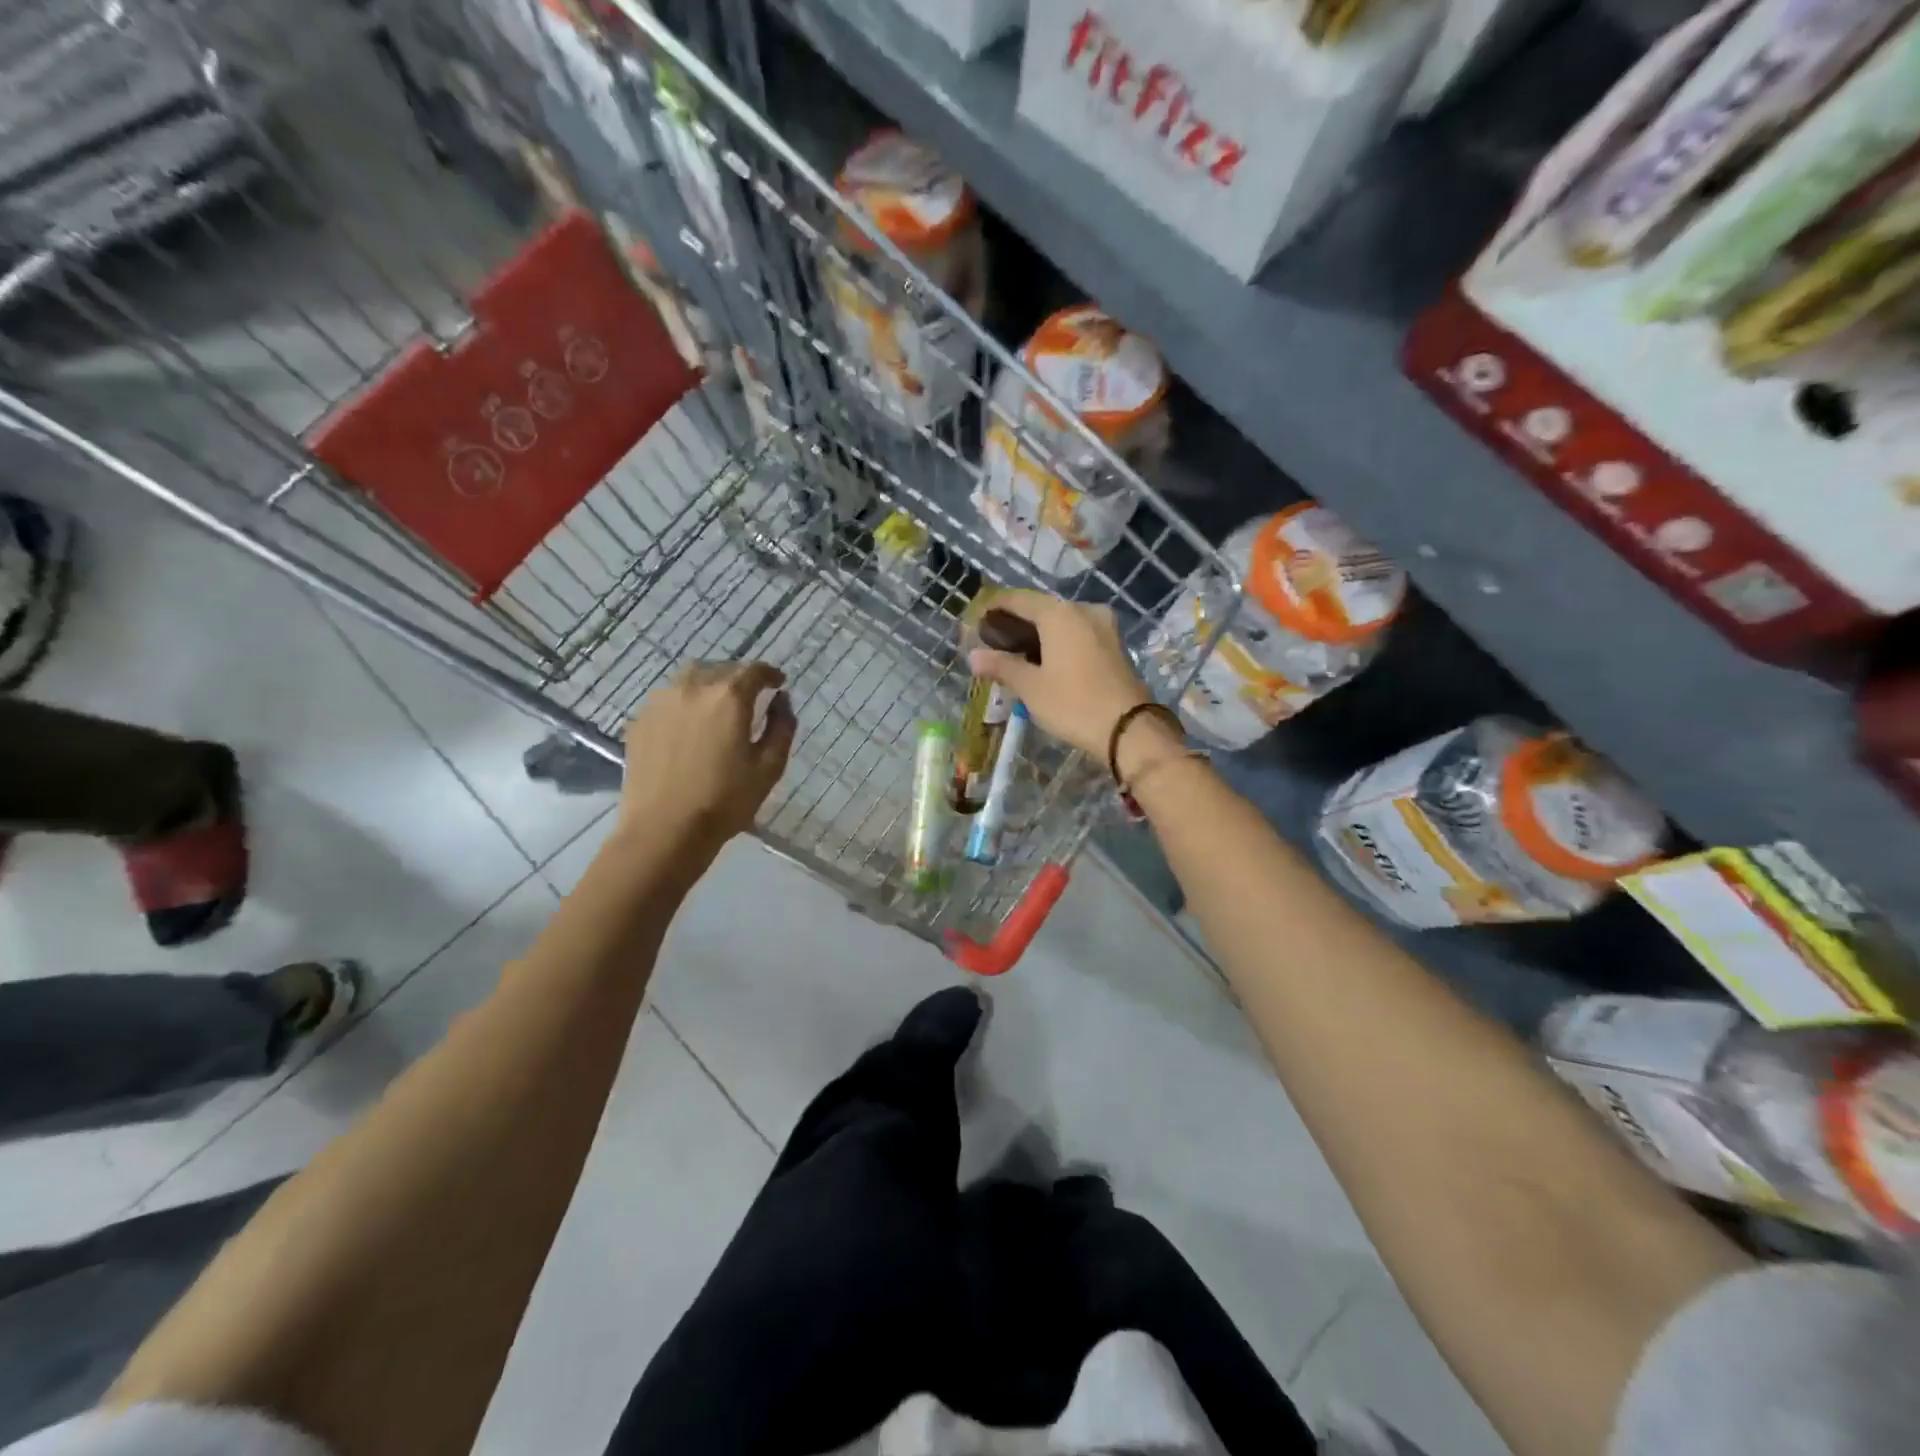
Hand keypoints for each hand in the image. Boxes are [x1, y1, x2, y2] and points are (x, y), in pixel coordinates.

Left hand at [618, 661, 795, 845]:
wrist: (664, 830)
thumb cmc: (725, 800)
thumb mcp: (769, 767)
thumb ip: (782, 726)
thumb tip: (782, 700)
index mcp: (729, 697)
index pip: (754, 670)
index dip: (770, 674)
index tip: (778, 684)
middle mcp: (693, 688)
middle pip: (720, 668)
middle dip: (739, 678)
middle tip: (750, 697)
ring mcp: (660, 702)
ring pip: (690, 678)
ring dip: (709, 684)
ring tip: (717, 705)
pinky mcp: (640, 721)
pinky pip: (668, 699)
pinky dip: (685, 702)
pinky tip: (689, 725)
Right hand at [966, 588, 1156, 761]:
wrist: (1129, 728)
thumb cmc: (1073, 703)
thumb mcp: (1031, 687)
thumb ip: (1002, 666)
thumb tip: (973, 656)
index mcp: (1059, 613)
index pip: (1018, 599)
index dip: (994, 607)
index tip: (976, 621)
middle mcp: (1083, 610)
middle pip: (1041, 608)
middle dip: (1016, 622)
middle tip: (993, 641)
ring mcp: (1103, 626)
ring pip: (1062, 621)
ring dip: (1038, 633)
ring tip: (1016, 653)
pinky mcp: (1114, 644)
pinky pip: (1078, 633)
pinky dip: (1058, 641)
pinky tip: (1045, 660)